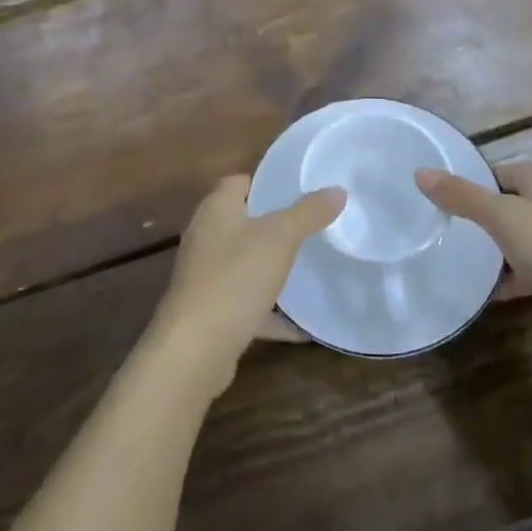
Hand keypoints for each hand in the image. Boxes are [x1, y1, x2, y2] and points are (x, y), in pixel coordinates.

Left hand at [150, 175, 343, 394]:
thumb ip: (308, 212)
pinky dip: (270, 312)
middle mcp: (205, 237)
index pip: (238, 181)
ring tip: (309, 268)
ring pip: (244, 263)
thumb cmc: (235, 277)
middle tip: (311, 226)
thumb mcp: (280, 238)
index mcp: (216, 209)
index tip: (298, 189)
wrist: (194, 349)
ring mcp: (205, 276)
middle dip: (274, 225)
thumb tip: (337, 190)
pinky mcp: (210, 312)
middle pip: (242, 221)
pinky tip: (300, 326)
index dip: (266, 182)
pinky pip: (246, 304)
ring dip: (271, 268)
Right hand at [416, 161, 531, 368]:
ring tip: (460, 260)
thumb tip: (420, 172)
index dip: (475, 180)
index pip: (503, 170)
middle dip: (483, 216)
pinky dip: (512, 278)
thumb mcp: (503, 218)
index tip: (444, 198)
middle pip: (512, 205)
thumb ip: (462, 196)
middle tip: (446, 229)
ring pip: (522, 240)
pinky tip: (490, 293)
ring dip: (496, 249)